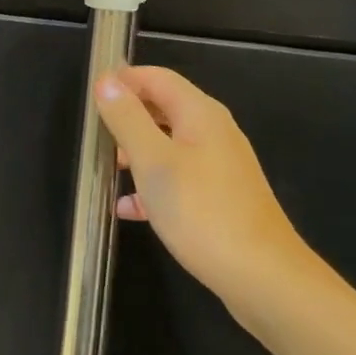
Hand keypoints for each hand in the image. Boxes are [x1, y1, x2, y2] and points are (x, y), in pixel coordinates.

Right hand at [95, 65, 303, 304]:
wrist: (263, 277)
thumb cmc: (202, 212)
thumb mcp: (153, 161)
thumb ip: (127, 119)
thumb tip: (106, 81)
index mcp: (200, 113)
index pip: (156, 77)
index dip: (123, 80)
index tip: (91, 97)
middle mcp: (213, 131)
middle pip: (164, 108)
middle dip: (128, 116)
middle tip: (96, 134)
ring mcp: (220, 165)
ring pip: (170, 144)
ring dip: (138, 151)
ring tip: (107, 169)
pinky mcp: (222, 197)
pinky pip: (180, 177)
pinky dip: (154, 184)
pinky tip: (130, 208)